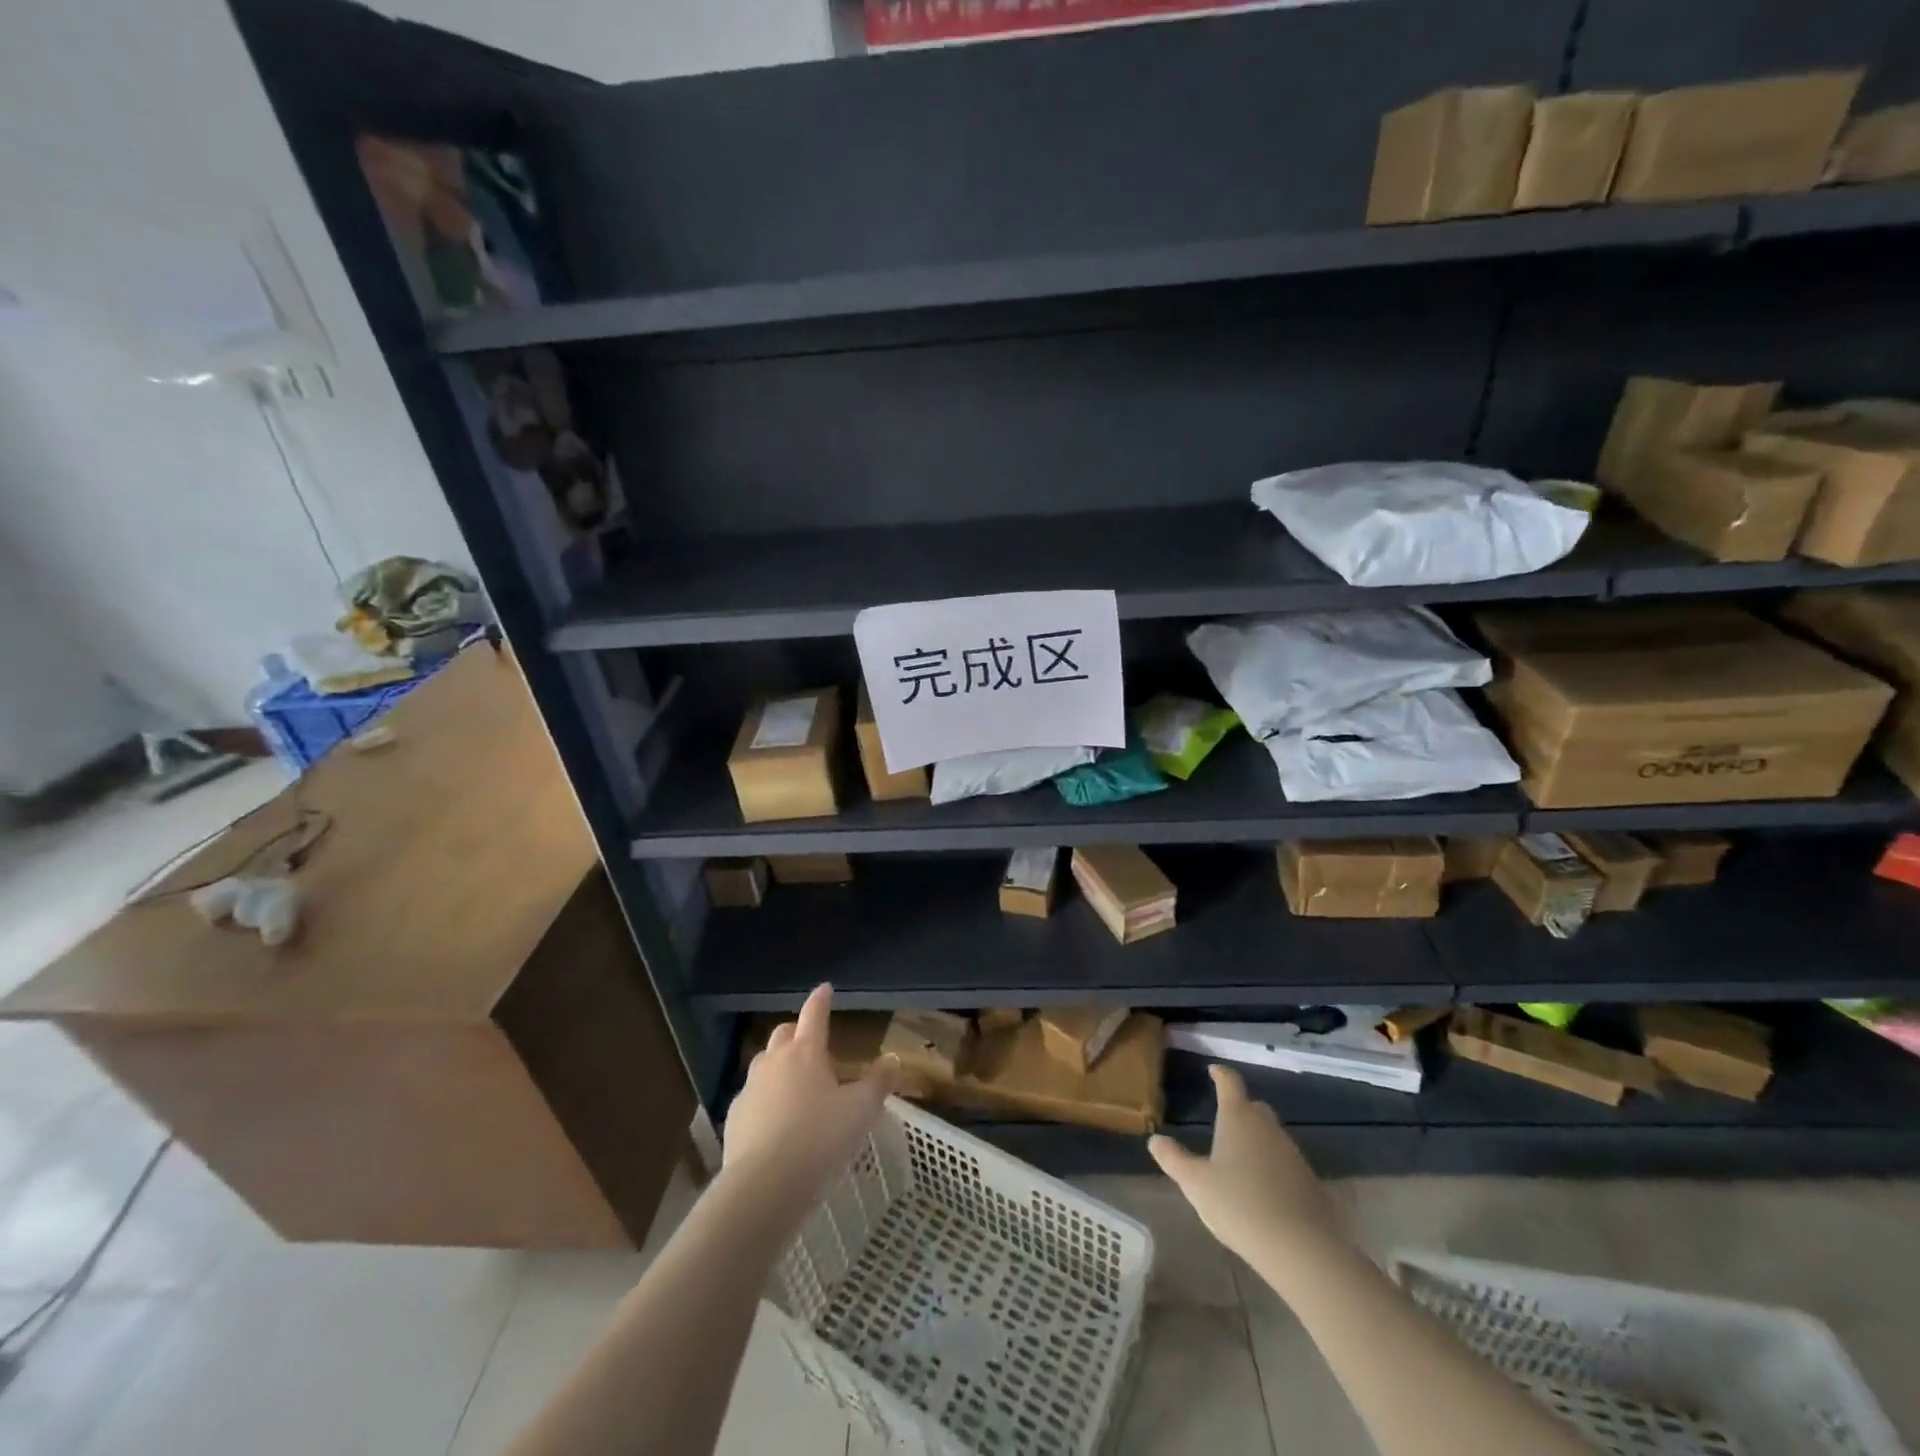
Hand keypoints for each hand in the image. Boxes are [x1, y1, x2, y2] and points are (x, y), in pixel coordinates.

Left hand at [724, 984, 900, 1196]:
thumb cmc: (819, 1139)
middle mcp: (774, 1061)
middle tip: (812, 1043)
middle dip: (798, 1031)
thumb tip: (893, 1059)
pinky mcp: (735, 1116)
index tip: (824, 988)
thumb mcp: (860, 1111)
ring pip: (764, 1063)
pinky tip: (775, 1121)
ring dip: (779, 1065)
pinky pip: (752, 1097)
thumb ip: (878, 1082)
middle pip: (784, 1033)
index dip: (821, 999)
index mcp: (806, 1051)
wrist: (764, 1185)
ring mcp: (750, 1088)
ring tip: (795, 1084)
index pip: (814, 1014)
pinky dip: (765, 1099)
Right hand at [1149, 1065, 1345, 1267]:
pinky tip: (1264, 1190)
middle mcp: (1268, 1128)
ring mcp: (1293, 1154)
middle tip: (1224, 1120)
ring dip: (1257, 1140)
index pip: (1230, 1083)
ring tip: (1240, 1160)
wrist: (1301, 1249)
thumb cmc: (1239, 1205)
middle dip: (1240, 1108)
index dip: (1221, 1074)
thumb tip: (1155, 1140)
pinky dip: (1273, 1167)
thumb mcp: (1196, 1184)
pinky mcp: (1311, 1182)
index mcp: (1238, 1118)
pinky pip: (1286, 1164)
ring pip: (1272, 1136)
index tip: (1214, 1070)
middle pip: (1254, 1107)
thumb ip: (1174, 1159)